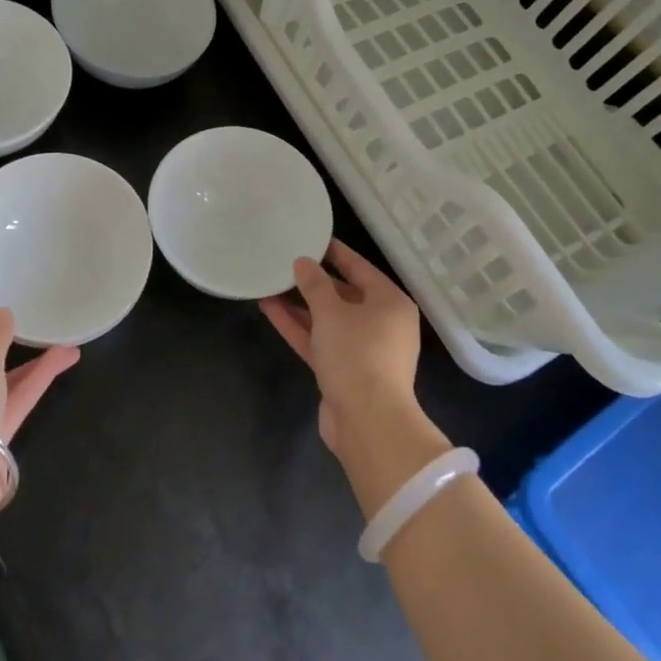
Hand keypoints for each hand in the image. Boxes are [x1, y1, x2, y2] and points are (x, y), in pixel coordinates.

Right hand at [259, 240, 446, 515]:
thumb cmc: (357, 354)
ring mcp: (362, 350)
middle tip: (285, 261)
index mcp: (390, 302)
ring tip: (270, 284)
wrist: (367, 422)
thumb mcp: (332, 312)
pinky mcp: (344, 372)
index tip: (311, 238)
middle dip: (313, 281)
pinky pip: (320, 341)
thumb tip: (303, 262)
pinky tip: (270, 309)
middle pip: (344, 294)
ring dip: (300, 305)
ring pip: (328, 320)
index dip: (335, 252)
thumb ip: (315, 284)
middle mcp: (381, 323)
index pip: (360, 268)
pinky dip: (299, 327)